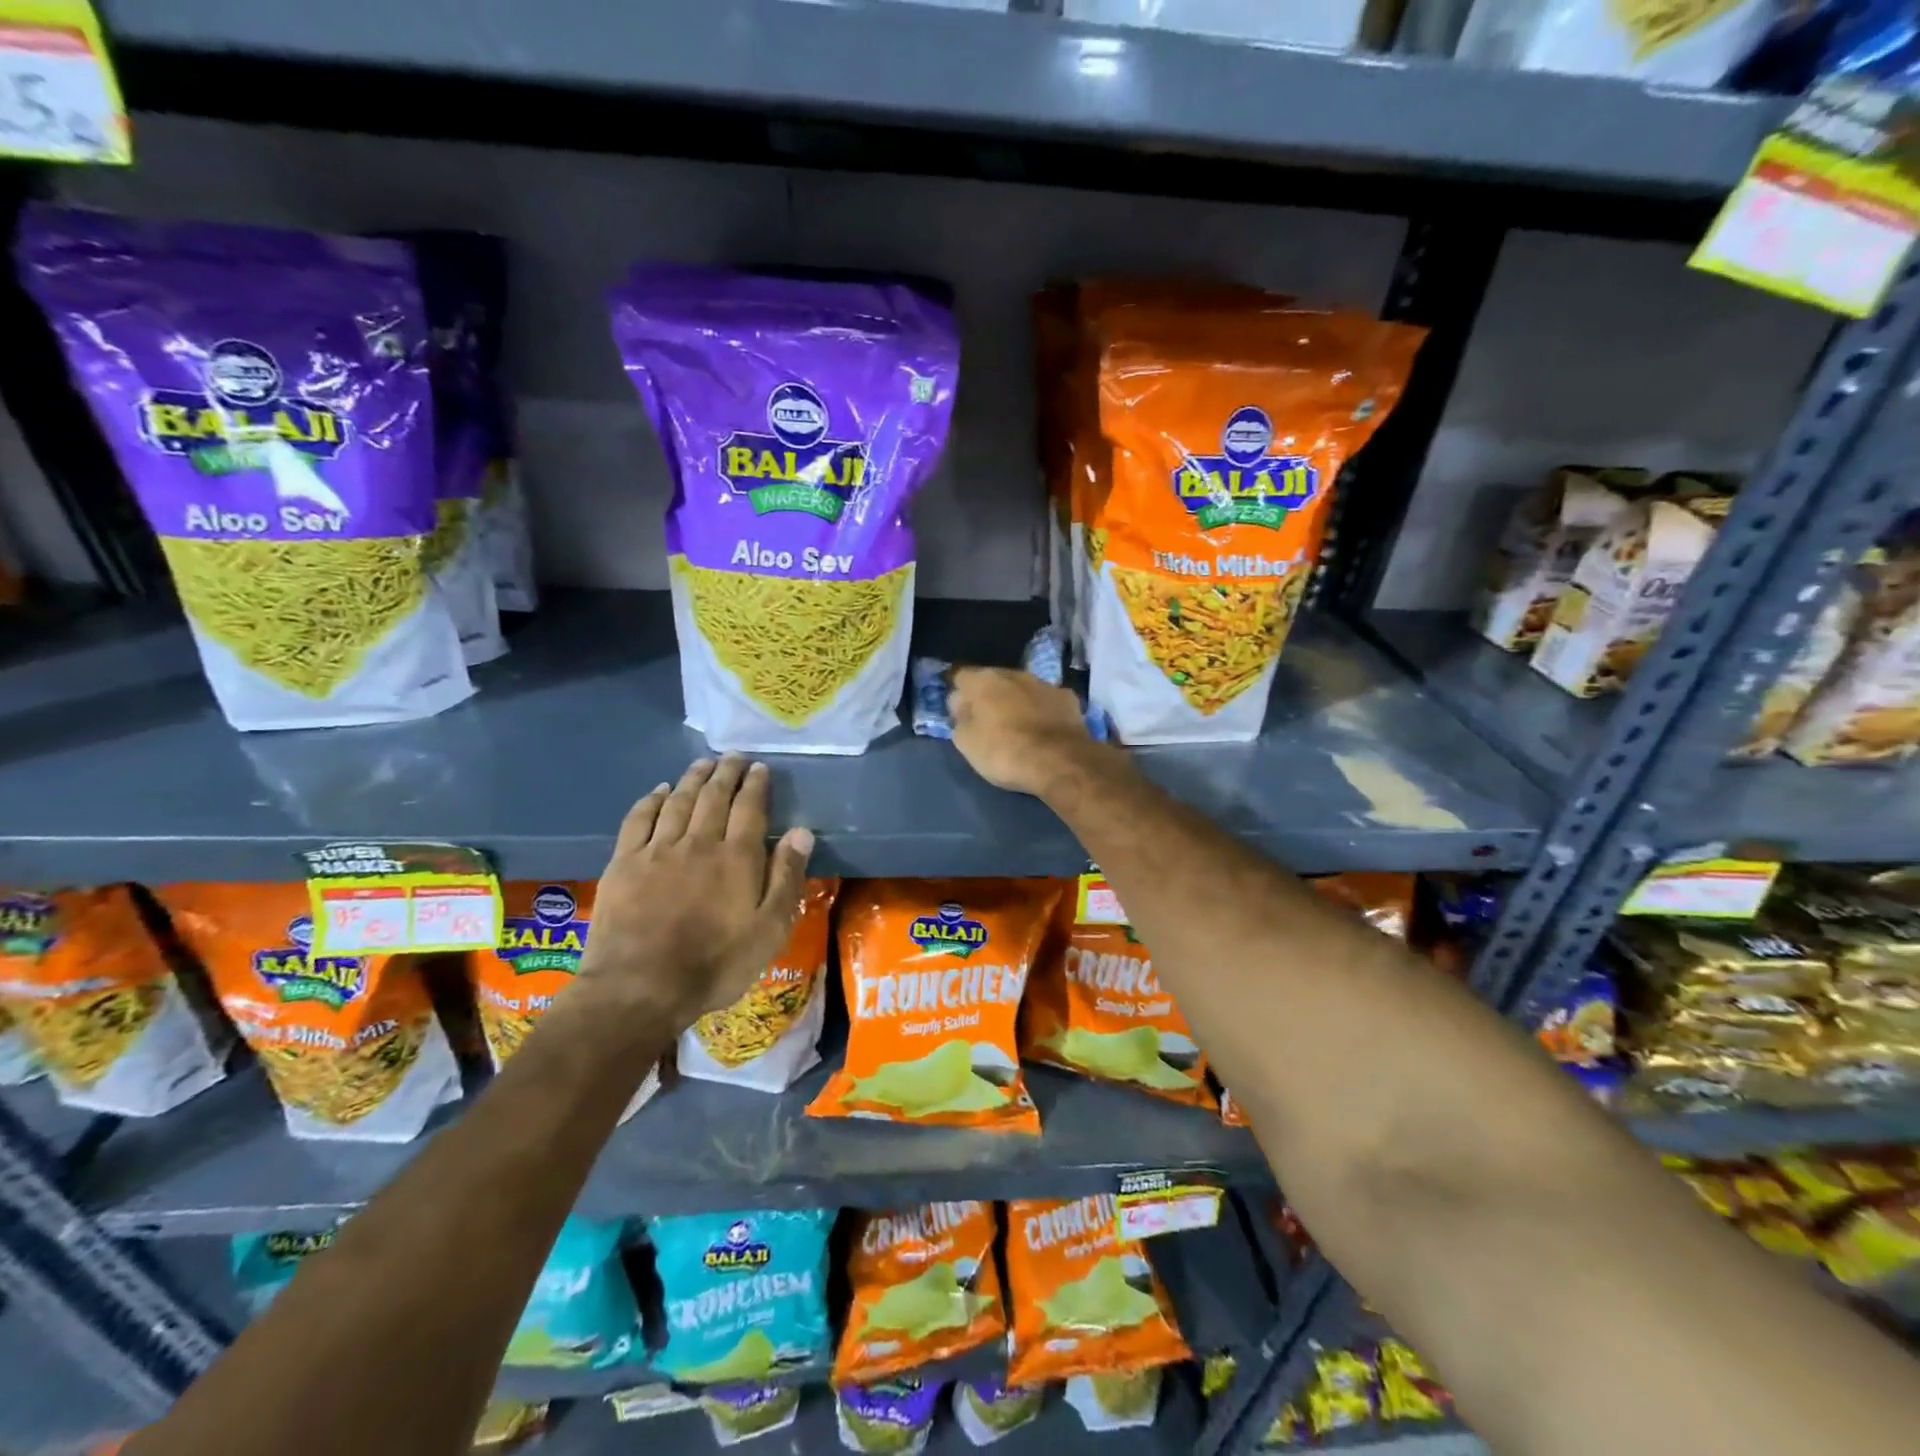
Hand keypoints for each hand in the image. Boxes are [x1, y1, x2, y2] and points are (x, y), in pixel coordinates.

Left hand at [577, 755, 813, 1030]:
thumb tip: (801, 832)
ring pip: (678, 801)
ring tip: (703, 763)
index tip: (760, 768)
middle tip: (734, 757)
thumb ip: (786, 878)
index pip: (750, 808)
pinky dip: (652, 799)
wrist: (639, 988)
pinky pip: (639, 819)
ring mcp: (657, 850)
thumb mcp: (769, 930)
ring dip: (693, 778)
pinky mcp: (625, 863)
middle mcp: (698, 843)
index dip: (756, 785)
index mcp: (737, 858)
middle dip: (726, 773)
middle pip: (714, 797)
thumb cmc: (715, 964)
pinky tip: (660, 791)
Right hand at [948, 666, 1096, 798]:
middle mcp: (1014, 674)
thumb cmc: (1004, 751)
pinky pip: (1046, 701)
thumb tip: (963, 706)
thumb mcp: (966, 742)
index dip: (958, 695)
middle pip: (993, 679)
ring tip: (1017, 726)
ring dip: (1017, 701)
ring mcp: (1044, 684)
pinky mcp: (1068, 698)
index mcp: (984, 681)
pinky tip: (1043, 729)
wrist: (1060, 762)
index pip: (960, 676)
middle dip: (989, 696)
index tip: (958, 713)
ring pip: (1022, 688)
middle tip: (987, 720)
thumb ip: (960, 719)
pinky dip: (1042, 711)